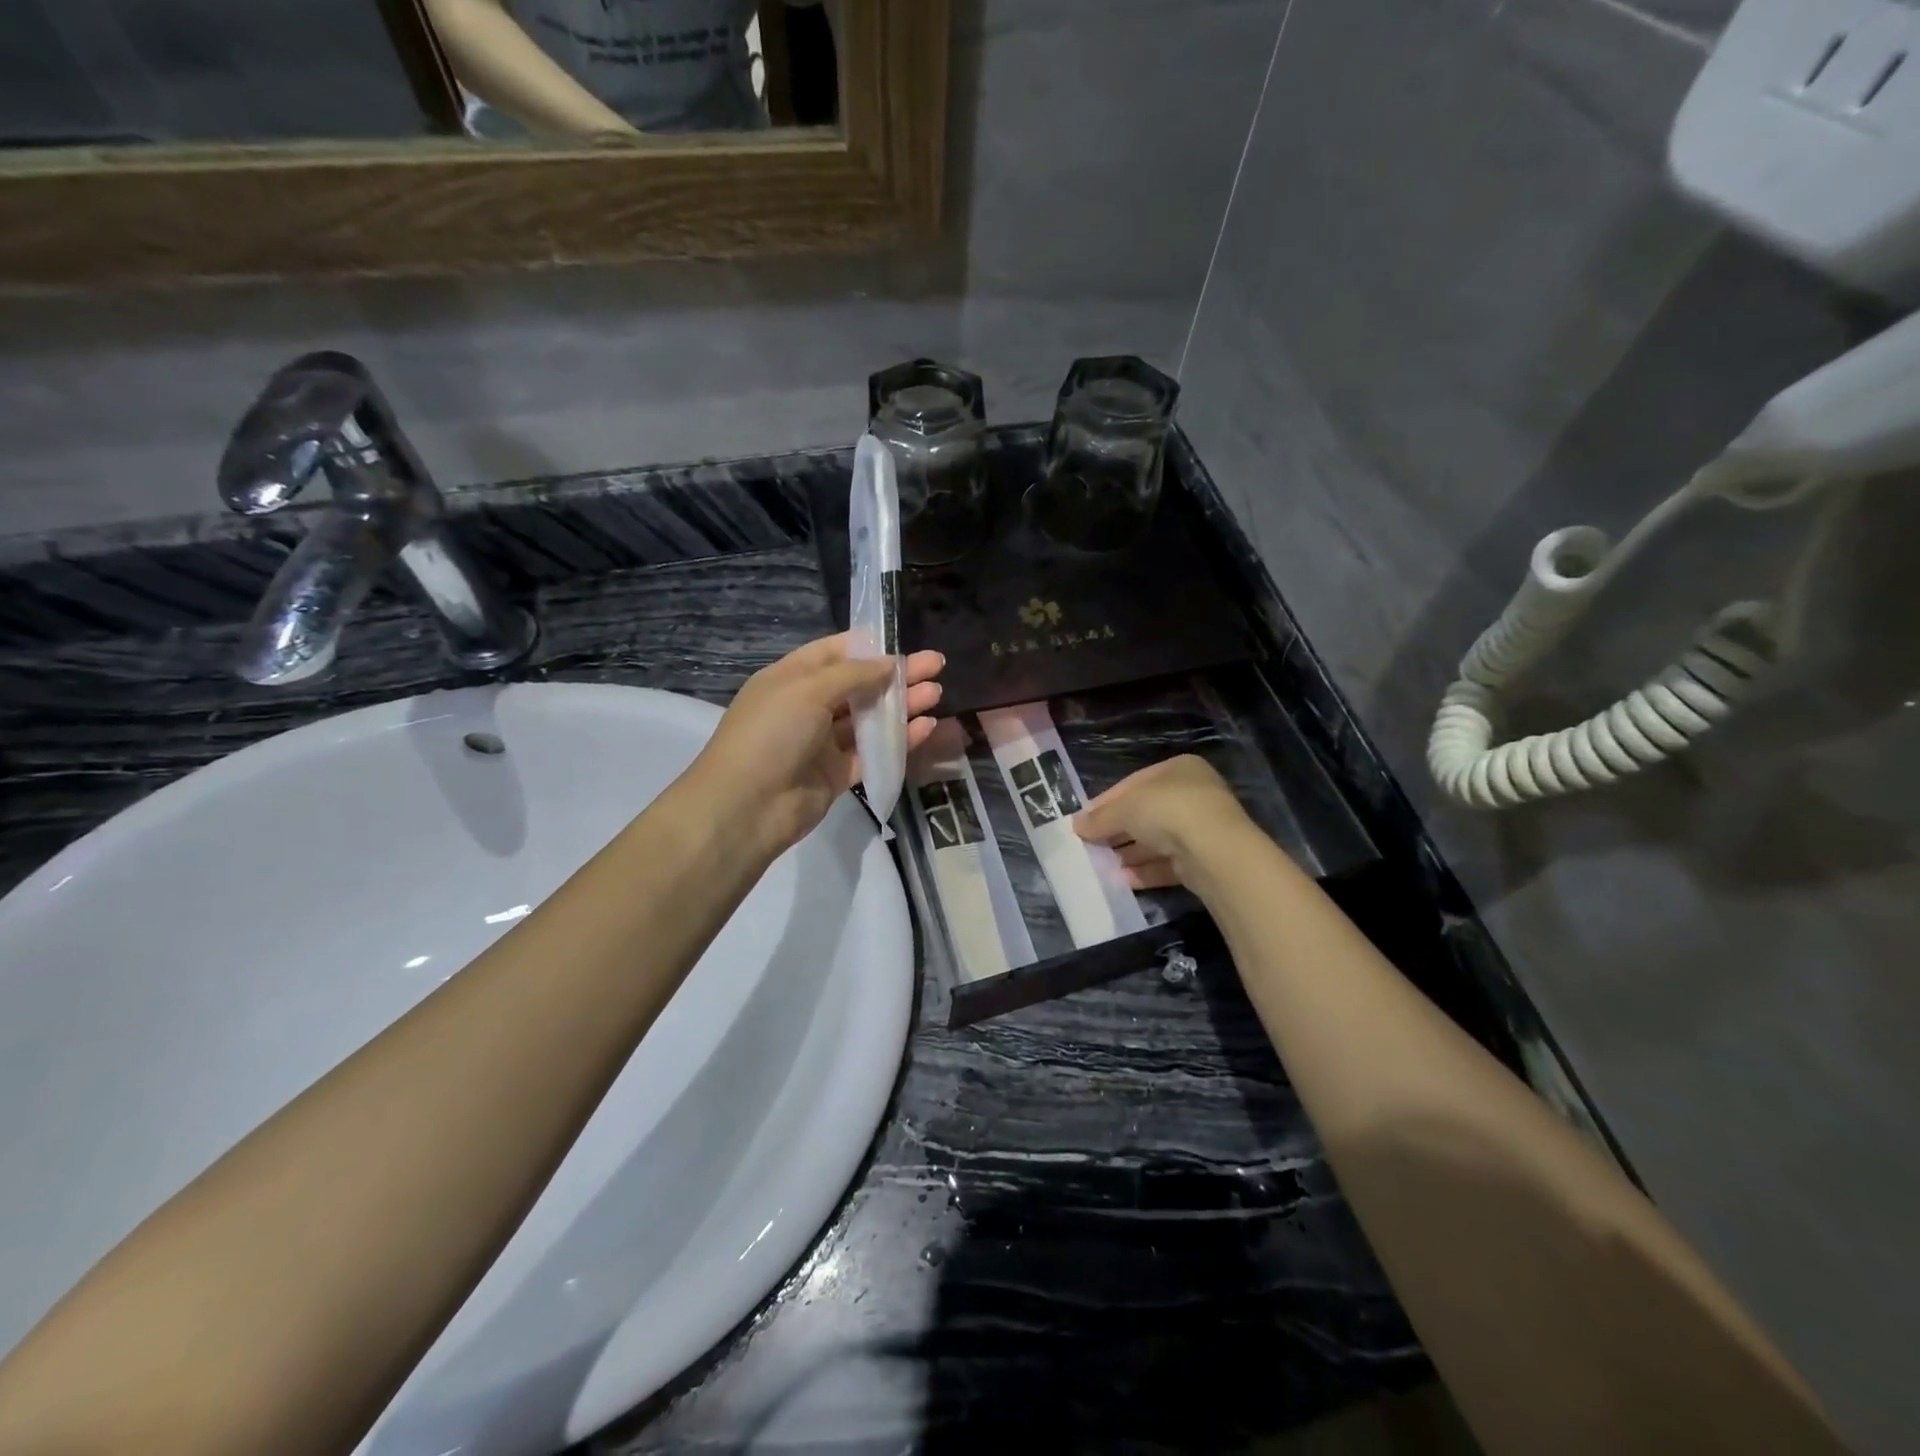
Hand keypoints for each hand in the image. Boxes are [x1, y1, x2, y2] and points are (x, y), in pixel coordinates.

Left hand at [686, 633, 944, 859]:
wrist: (746, 808)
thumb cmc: (770, 734)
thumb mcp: (807, 690)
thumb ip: (853, 674)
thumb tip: (890, 662)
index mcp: (792, 678)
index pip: (836, 652)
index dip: (871, 645)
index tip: (905, 641)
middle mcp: (808, 706)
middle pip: (859, 684)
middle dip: (896, 675)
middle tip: (936, 666)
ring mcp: (822, 742)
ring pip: (869, 719)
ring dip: (901, 706)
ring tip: (937, 694)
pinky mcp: (837, 774)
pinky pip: (873, 752)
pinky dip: (898, 740)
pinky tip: (926, 728)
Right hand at [1073, 755, 1252, 889]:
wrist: (1215, 852)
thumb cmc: (1168, 811)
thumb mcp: (1125, 808)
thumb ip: (1100, 817)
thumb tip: (1077, 825)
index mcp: (1178, 769)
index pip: (1134, 784)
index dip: (1106, 802)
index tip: (1084, 821)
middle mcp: (1194, 795)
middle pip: (1145, 813)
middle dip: (1117, 830)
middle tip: (1090, 845)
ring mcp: (1202, 829)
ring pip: (1156, 841)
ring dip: (1129, 853)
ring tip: (1102, 866)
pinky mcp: (1204, 860)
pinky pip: (1168, 864)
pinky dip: (1145, 871)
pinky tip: (1122, 880)